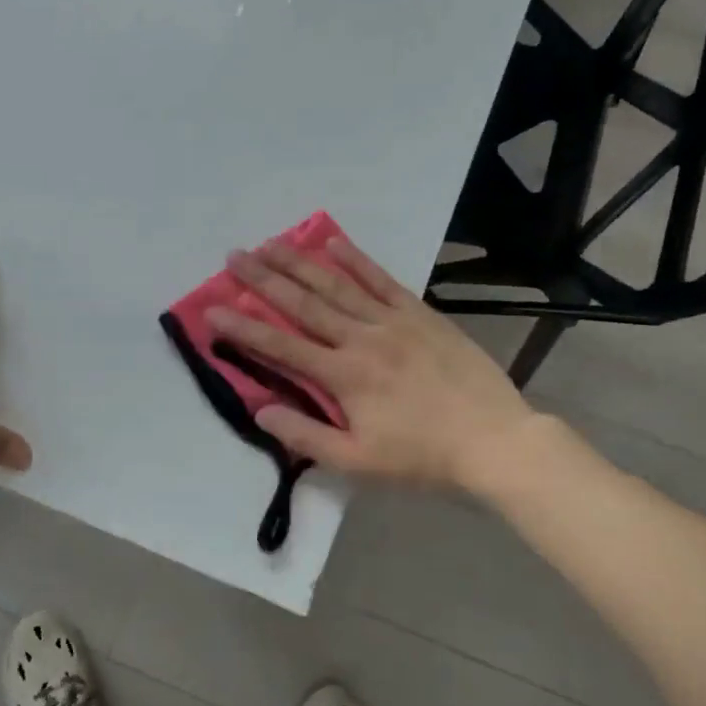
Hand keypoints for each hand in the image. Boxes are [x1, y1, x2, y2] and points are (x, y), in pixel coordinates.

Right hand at [205, 235, 539, 491]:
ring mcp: (393, 321)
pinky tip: (333, 242)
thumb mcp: (358, 463)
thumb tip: (260, 409)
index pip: (281, 346)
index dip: (243, 327)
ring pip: (338, 285)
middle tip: (234, 256)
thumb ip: (306, 436)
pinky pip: (382, 280)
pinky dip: (356, 259)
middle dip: (264, 279)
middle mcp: (362, 339)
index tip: (212, 309)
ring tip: (270, 243)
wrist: (494, 441)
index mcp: (344, 376)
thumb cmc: (422, 458)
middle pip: (304, 303)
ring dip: (301, 263)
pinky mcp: (421, 313)